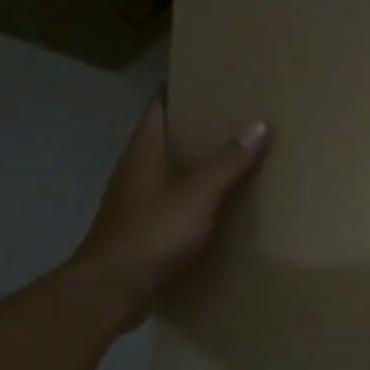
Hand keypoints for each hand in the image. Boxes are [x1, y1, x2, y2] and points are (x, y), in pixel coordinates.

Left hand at [73, 97, 268, 333]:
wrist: (110, 291)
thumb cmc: (152, 233)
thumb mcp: (198, 195)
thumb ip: (228, 162)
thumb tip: (259, 125)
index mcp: (143, 151)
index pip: (158, 106)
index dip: (180, 89)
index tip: (209, 79)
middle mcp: (134, 170)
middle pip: (164, 137)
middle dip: (195, 127)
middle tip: (233, 117)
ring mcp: (134, 201)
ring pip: (167, 170)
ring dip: (193, 163)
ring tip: (232, 157)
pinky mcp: (139, 229)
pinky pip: (168, 201)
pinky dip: (190, 196)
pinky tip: (215, 204)